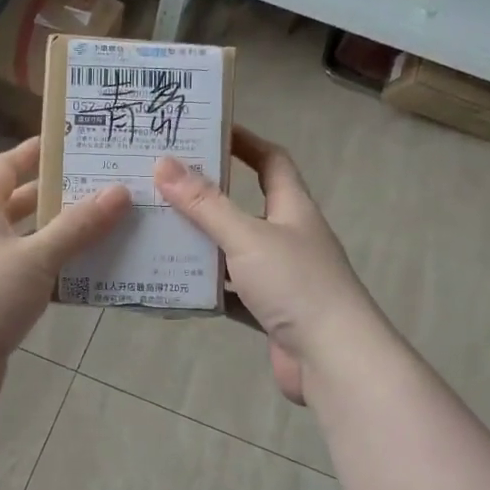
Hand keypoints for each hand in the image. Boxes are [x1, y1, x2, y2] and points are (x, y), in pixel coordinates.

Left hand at [0, 137, 129, 405]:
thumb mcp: (36, 256)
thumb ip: (78, 226)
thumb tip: (119, 191)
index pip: (6, 166)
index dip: (35, 152)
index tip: (71, 144)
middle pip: (18, 204)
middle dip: (57, 197)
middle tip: (102, 188)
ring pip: (27, 244)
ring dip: (60, 238)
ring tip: (106, 229)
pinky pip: (28, 278)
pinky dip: (54, 274)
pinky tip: (87, 278)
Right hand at [155, 127, 380, 404]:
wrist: (333, 358)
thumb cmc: (296, 285)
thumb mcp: (247, 237)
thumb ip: (206, 204)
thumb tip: (165, 164)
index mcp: (292, 208)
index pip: (271, 161)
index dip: (244, 142)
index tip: (206, 131)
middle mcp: (289, 237)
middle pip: (246, 207)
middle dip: (208, 196)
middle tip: (162, 187)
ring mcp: (280, 277)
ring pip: (234, 252)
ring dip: (202, 245)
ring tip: (157, 233)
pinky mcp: (271, 312)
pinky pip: (231, 292)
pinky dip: (207, 289)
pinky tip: (174, 286)